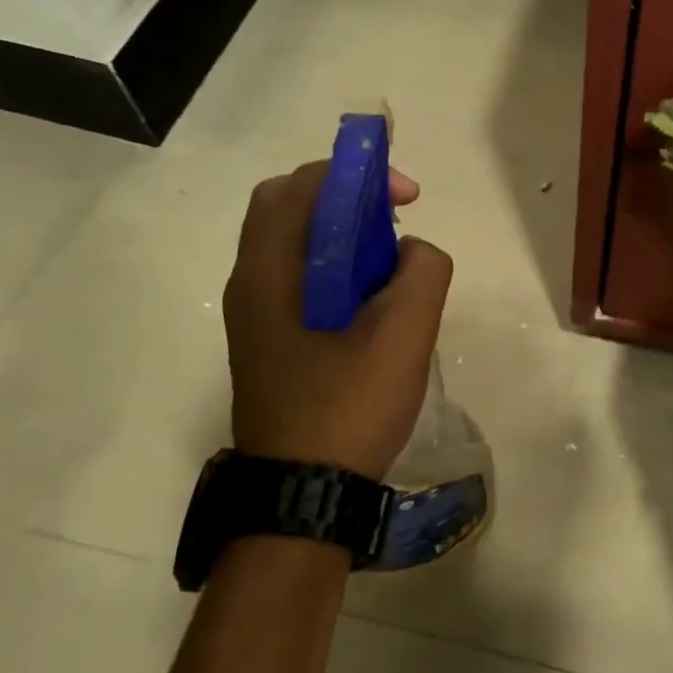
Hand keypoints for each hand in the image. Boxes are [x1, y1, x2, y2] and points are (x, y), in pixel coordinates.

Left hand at [223, 161, 452, 480]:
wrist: (303, 498)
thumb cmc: (347, 409)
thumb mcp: (404, 335)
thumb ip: (422, 271)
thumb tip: (411, 252)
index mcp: (268, 272)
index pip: (302, 185)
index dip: (359, 174)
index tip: (408, 197)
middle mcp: (250, 283)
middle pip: (290, 208)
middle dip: (347, 199)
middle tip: (393, 223)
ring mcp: (254, 315)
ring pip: (296, 245)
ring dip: (343, 235)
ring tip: (390, 266)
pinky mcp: (268, 341)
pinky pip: (300, 279)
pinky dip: (336, 269)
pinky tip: (373, 306)